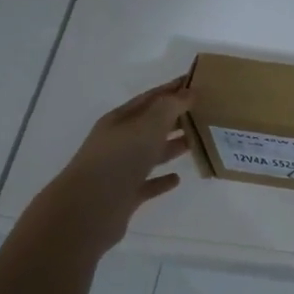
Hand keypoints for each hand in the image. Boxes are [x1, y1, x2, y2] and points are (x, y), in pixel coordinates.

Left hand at [32, 79, 192, 256]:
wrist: (88, 210)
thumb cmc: (119, 160)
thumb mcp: (147, 126)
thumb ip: (170, 107)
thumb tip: (190, 92)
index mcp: (120, 120)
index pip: (151, 98)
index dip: (173, 89)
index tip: (197, 83)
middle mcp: (119, 142)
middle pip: (151, 125)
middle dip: (176, 118)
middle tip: (205, 113)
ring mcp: (120, 170)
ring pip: (151, 153)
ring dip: (172, 147)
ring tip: (197, 142)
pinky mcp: (125, 196)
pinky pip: (148, 184)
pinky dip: (162, 180)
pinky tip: (177, 178)